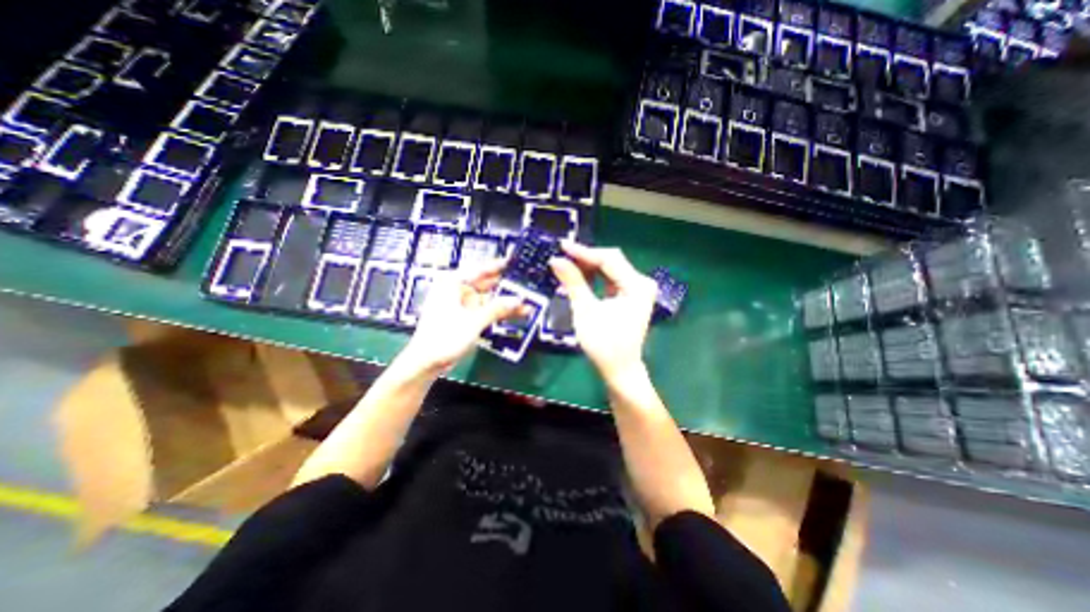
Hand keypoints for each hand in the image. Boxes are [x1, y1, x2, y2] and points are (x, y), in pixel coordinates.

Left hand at [400, 259, 521, 371]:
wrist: (427, 362)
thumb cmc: (442, 338)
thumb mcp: (473, 321)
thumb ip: (497, 308)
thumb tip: (517, 299)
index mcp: (451, 284)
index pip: (478, 269)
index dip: (497, 266)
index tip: (512, 262)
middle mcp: (456, 292)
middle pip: (486, 284)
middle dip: (505, 287)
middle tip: (524, 285)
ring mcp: (462, 306)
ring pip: (488, 299)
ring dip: (505, 302)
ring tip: (527, 302)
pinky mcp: (466, 318)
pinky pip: (486, 311)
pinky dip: (499, 312)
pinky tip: (515, 313)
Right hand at [549, 240, 649, 380]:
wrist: (619, 369)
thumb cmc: (604, 343)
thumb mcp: (585, 311)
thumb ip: (573, 282)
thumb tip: (556, 259)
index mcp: (637, 286)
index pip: (609, 259)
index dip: (584, 252)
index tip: (562, 246)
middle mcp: (641, 283)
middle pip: (611, 261)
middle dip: (586, 259)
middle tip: (562, 257)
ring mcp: (637, 289)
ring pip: (610, 269)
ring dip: (588, 268)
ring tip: (566, 268)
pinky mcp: (630, 296)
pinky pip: (610, 280)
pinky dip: (594, 278)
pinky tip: (578, 279)